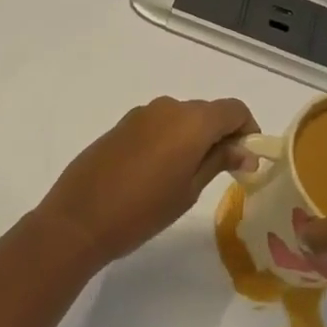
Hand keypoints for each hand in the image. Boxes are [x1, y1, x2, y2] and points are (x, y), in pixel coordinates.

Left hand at [36, 96, 255, 267]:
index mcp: (191, 120)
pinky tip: (160, 172)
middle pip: (208, 112)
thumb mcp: (189, 190)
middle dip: (222, 135)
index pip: (234, 110)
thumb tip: (246, 150)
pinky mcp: (122, 125)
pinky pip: (158, 124)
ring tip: (190, 175)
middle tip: (224, 172)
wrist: (79, 218)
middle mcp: (168, 107)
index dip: (247, 130)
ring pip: (182, 117)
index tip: (247, 160)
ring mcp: (142, 113)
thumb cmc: (143, 210)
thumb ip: (219, 161)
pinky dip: (170, 139)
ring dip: (194, 137)